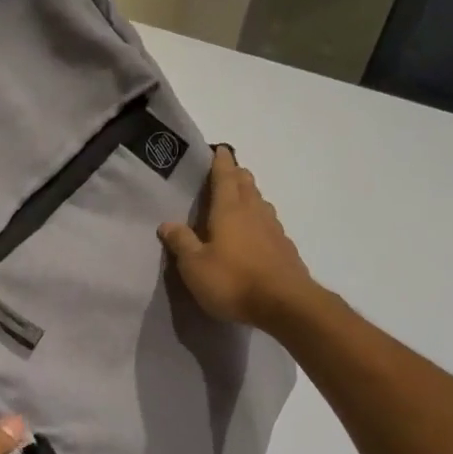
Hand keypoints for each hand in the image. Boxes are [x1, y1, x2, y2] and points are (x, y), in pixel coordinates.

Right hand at [159, 147, 319, 329]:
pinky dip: (259, 220)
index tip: (218, 149)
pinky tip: (254, 233)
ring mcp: (274, 228)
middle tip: (224, 173)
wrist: (285, 304)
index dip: (221, 161)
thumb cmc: (233, 281)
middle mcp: (254, 211)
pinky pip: (269, 224)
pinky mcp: (285, 247)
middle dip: (235, 175)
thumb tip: (167, 223)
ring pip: (260, 202)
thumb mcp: (195, 266)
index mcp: (229, 209)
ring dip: (249, 195)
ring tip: (237, 200)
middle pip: (246, 183)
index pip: (224, 175)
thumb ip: (181, 242)